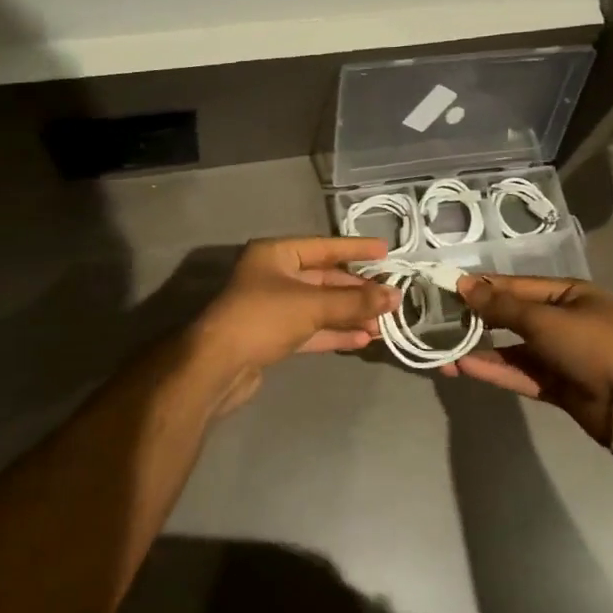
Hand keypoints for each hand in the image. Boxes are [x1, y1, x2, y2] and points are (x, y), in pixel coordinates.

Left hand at [192, 237, 398, 415]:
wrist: (217, 366)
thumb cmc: (263, 318)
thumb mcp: (312, 305)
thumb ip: (354, 301)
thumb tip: (394, 296)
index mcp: (275, 254)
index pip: (324, 247)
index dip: (356, 249)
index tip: (386, 252)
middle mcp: (273, 275)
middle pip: (323, 279)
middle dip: (357, 290)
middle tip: (391, 298)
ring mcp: (272, 307)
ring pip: (319, 306)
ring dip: (349, 314)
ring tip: (383, 323)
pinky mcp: (273, 336)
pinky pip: (310, 329)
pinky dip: (334, 332)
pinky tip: (361, 339)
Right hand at [442, 275, 612, 445]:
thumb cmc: (592, 346)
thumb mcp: (544, 320)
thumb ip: (502, 306)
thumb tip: (464, 284)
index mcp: (569, 295)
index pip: (517, 286)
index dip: (484, 287)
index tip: (448, 288)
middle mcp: (565, 321)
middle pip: (514, 317)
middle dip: (479, 320)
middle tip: (440, 321)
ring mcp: (562, 355)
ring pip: (514, 350)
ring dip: (482, 351)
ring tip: (445, 353)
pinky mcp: (558, 385)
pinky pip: (521, 374)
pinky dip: (496, 371)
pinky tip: (465, 368)